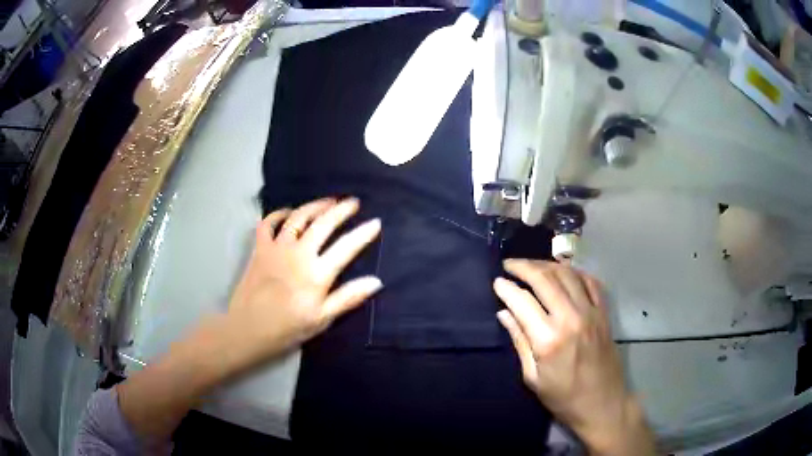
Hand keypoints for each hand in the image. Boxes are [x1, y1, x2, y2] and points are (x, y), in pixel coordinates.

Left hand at [226, 197, 381, 364]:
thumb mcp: (322, 319)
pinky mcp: (259, 248)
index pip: (346, 247)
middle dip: (341, 210)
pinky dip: (278, 214)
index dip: (363, 233)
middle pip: (323, 223)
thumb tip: (376, 281)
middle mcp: (298, 253)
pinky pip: (268, 223)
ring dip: (315, 206)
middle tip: (353, 202)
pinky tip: (287, 213)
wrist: (248, 329)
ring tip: (328, 201)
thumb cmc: (287, 328)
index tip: (376, 222)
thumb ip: (348, 298)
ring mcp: (277, 247)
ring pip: (298, 217)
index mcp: (317, 273)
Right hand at [493, 260, 654, 455]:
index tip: (496, 282)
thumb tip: (504, 313)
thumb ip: (520, 341)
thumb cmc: (563, 397)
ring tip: (532, 266)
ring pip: (567, 274)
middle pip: (545, 278)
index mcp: (548, 339)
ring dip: (547, 265)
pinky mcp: (604, 313)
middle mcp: (570, 318)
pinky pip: (590, 281)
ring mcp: (591, 312)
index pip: (522, 301)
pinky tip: (564, 272)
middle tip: (509, 264)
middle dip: (523, 266)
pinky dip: (575, 272)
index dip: (506, 288)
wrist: (603, 404)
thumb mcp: (533, 377)